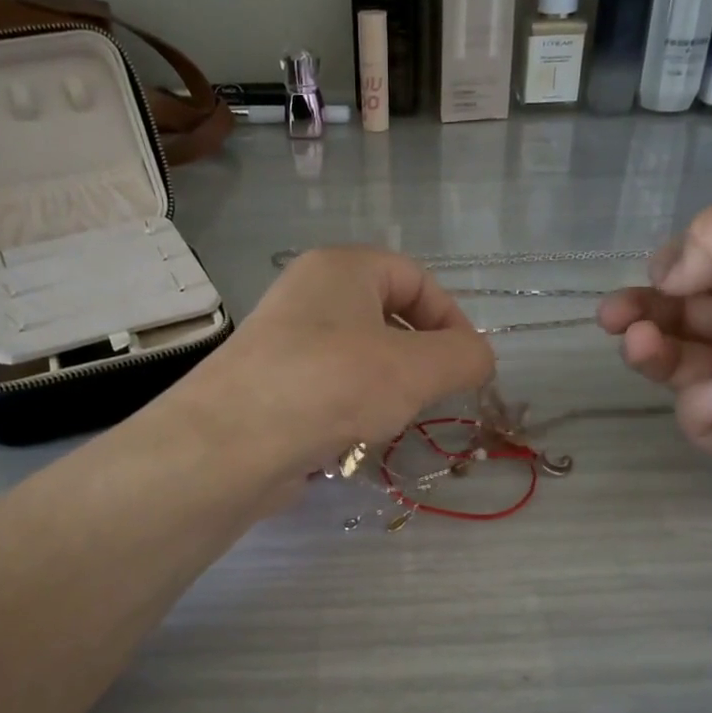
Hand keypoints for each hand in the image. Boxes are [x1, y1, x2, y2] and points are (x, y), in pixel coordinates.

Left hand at [187, 247, 496, 475]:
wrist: (231, 444)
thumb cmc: (332, 386)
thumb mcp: (417, 368)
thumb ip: (464, 357)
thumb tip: (480, 359)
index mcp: (342, 267)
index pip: (416, 278)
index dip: (452, 318)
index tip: (467, 367)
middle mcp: (308, 294)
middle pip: (387, 318)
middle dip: (419, 360)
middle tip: (429, 396)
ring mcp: (284, 341)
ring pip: (359, 358)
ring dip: (386, 391)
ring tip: (387, 421)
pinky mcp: (270, 386)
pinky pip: (328, 390)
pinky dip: (350, 411)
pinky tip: (350, 440)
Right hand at [599, 207, 711, 511]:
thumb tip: (666, 274)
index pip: (704, 269)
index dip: (672, 269)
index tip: (660, 274)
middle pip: (680, 317)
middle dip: (642, 311)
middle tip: (610, 316)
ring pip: (677, 365)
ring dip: (652, 352)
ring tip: (638, 345)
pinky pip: (699, 415)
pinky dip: (704, 402)